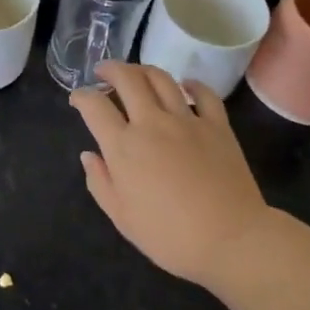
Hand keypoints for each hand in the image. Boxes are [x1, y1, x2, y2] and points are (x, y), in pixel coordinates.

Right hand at [70, 62, 269, 287]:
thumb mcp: (122, 218)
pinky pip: (204, 93)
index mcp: (124, 146)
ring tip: (136, 74)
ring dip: (143, 70)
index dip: (81, 96)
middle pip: (127, 79)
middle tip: (103, 72)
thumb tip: (89, 155)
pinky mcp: (217, 125)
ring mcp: (187, 120)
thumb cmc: (170, 237)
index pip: (95, 106)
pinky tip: (186, 85)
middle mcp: (152, 123)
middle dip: (110, 69)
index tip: (78, 98)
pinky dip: (192, 84)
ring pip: (161, 78)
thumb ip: (100, 183)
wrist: (231, 240)